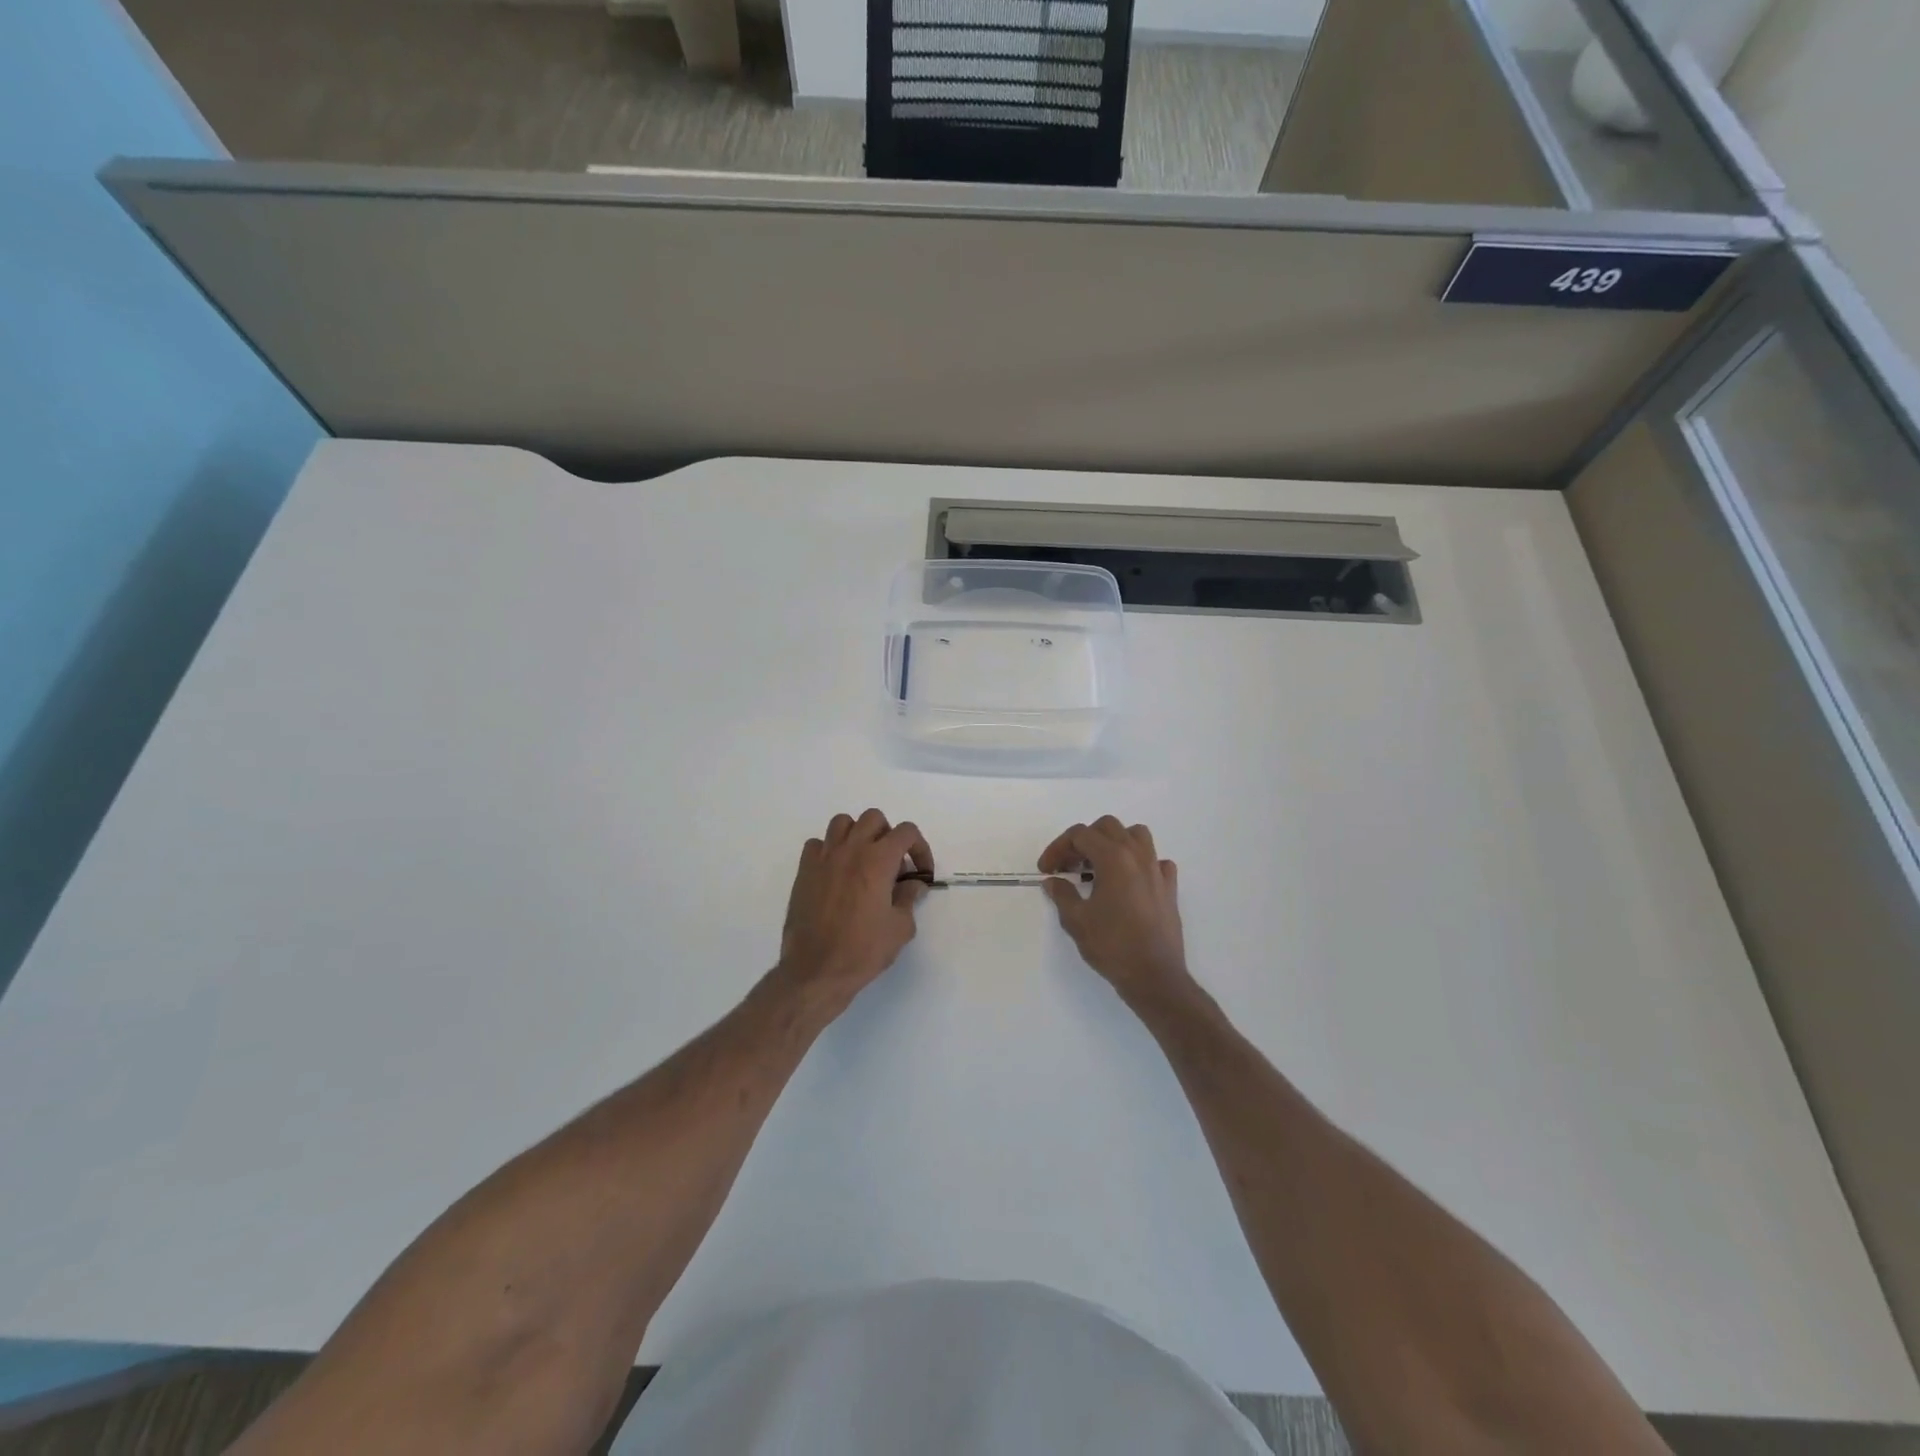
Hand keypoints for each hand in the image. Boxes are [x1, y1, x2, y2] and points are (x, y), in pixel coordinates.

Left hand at [777, 809, 933, 1011]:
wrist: (815, 970)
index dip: (920, 848)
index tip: (921, 873)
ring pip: (843, 823)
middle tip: (892, 866)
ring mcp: (824, 858)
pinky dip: (830, 850)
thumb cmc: (863, 951)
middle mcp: (851, 850)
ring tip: (863, 862)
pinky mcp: (804, 871)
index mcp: (878, 860)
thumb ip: (909, 898)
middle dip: (889, 836)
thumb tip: (913, 884)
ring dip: (858, 836)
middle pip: (874, 819)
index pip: (906, 832)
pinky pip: (818, 844)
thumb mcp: (900, 928)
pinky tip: (836, 873)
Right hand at [1039, 817, 1190, 1006]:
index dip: (1058, 848)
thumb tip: (1053, 881)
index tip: (1046, 870)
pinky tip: (1129, 882)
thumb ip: (1062, 894)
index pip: (1080, 835)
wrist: (1154, 975)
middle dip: (1083, 840)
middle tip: (1069, 865)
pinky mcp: (1169, 888)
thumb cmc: (1112, 945)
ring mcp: (1157, 870)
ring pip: (1136, 835)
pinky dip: (1140, 863)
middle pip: (1107, 827)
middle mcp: (1137, 856)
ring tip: (1099, 866)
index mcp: (1113, 858)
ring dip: (1114, 843)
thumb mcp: (1076, 920)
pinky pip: (1156, 861)